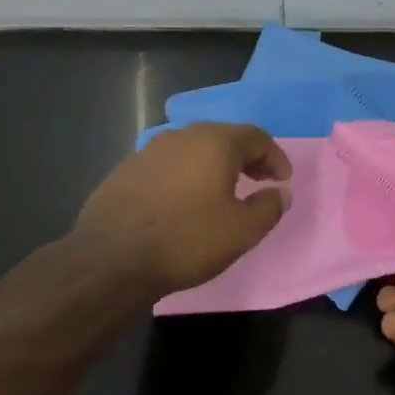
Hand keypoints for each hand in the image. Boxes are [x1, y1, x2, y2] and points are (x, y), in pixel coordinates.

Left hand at [73, 123, 291, 297]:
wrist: (112, 258)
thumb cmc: (187, 239)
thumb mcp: (242, 231)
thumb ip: (269, 207)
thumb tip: (280, 193)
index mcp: (215, 142)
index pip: (256, 137)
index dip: (275, 157)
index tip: (283, 180)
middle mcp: (182, 136)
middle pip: (224, 138)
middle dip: (247, 158)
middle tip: (259, 181)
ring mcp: (150, 150)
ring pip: (194, 149)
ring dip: (215, 166)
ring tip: (223, 192)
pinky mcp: (127, 169)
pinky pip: (169, 164)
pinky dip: (187, 175)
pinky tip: (185, 201)